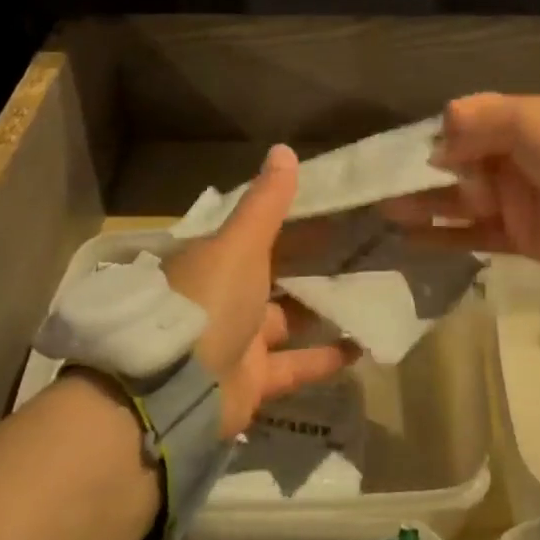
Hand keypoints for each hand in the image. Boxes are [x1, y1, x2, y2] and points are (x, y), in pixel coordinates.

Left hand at [166, 144, 359, 436]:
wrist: (174, 391)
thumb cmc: (209, 302)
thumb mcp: (240, 244)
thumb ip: (266, 203)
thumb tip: (283, 149)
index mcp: (213, 260)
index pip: (253, 232)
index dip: (287, 219)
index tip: (328, 209)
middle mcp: (222, 297)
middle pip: (270, 275)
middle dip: (307, 265)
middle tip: (356, 248)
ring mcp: (236, 341)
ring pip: (285, 320)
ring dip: (319, 311)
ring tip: (365, 293)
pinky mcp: (252, 381)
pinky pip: (294, 365)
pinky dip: (324, 358)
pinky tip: (362, 346)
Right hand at [383, 92, 539, 269]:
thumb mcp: (529, 117)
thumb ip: (480, 119)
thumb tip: (439, 135)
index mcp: (522, 123)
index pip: (470, 126)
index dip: (439, 138)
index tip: (406, 150)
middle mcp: (515, 159)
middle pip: (459, 165)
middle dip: (422, 174)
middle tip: (382, 184)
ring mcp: (515, 200)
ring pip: (459, 201)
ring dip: (424, 204)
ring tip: (385, 209)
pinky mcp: (517, 238)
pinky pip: (472, 236)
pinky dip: (442, 236)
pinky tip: (409, 237)